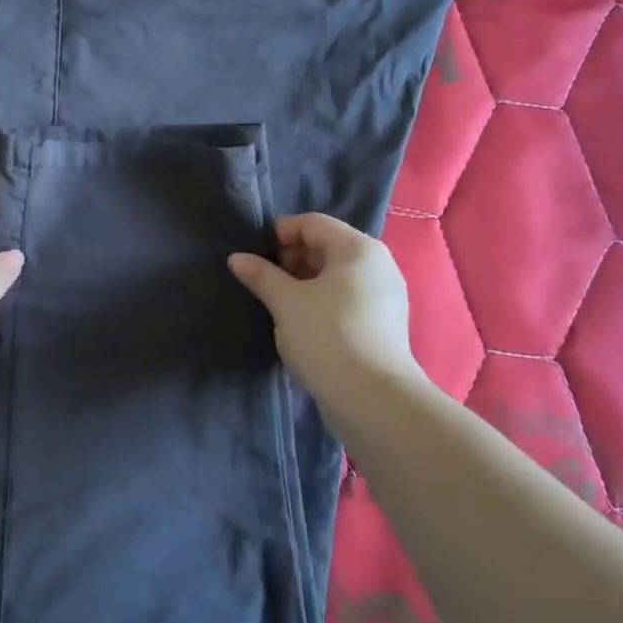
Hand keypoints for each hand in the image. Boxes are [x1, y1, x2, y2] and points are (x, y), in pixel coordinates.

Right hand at [228, 213, 423, 404]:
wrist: (372, 398)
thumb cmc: (327, 336)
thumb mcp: (286, 302)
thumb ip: (261, 275)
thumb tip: (237, 258)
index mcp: (358, 248)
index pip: (313, 223)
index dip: (280, 233)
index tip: (254, 256)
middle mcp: (378, 264)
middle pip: (327, 246)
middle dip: (291, 258)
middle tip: (262, 280)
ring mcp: (384, 295)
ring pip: (336, 275)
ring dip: (303, 282)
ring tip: (276, 302)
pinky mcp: (383, 324)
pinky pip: (346, 298)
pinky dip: (321, 300)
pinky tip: (300, 322)